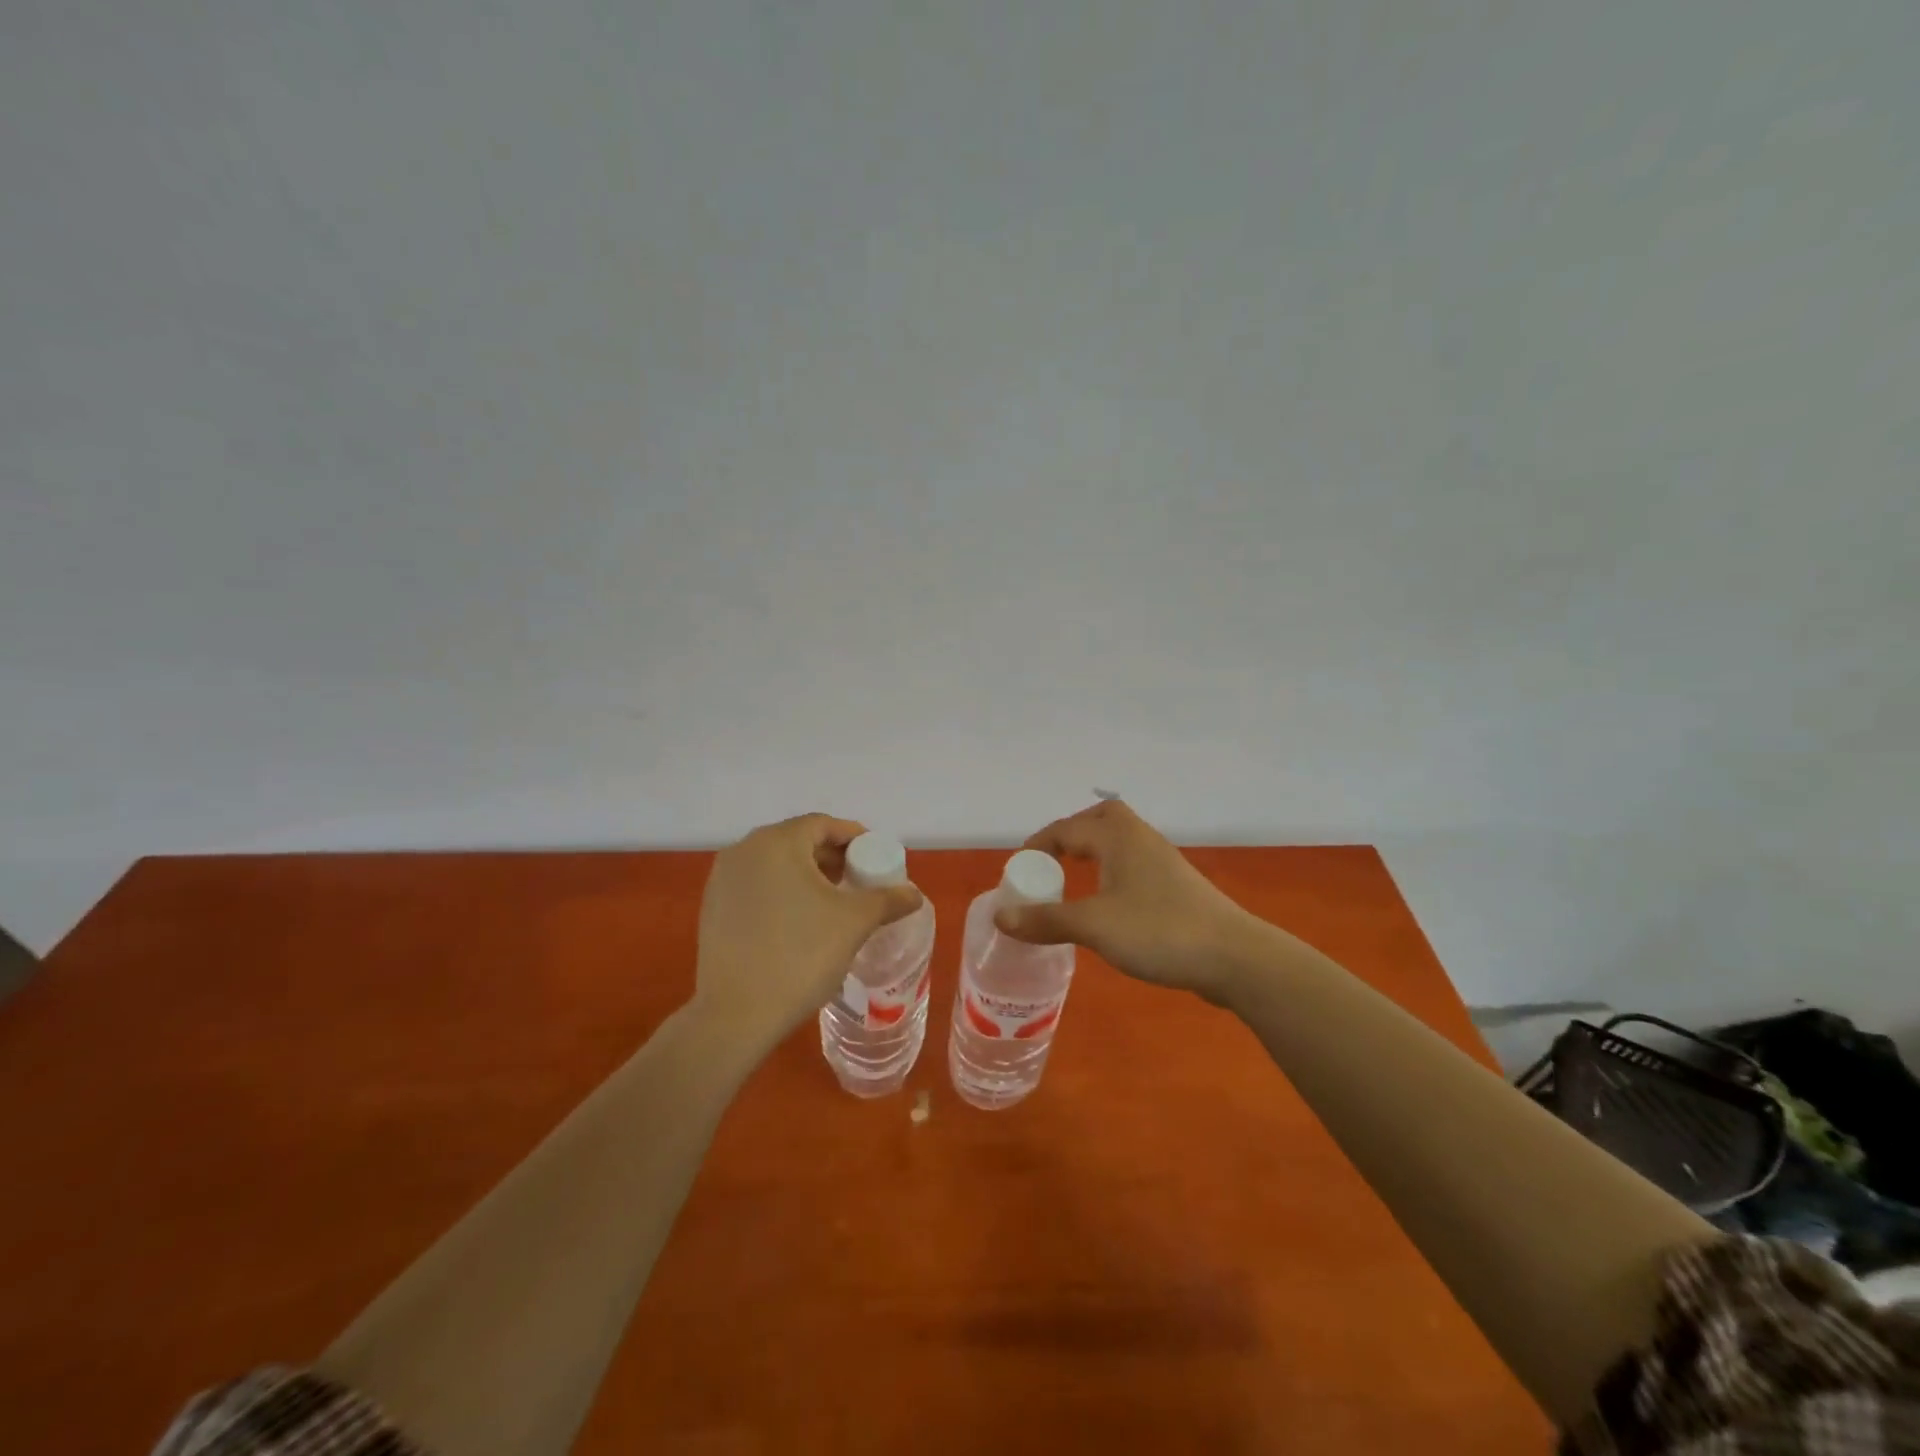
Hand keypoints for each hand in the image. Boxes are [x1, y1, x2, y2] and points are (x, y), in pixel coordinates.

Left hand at [693, 813, 922, 1049]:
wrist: (736, 1015)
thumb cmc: (800, 955)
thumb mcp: (854, 923)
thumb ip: (887, 900)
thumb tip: (913, 894)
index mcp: (777, 842)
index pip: (823, 825)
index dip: (854, 838)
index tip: (875, 859)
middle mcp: (744, 850)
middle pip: (798, 841)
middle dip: (832, 858)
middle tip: (859, 881)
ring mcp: (723, 880)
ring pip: (775, 865)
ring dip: (807, 876)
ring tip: (834, 903)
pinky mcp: (713, 909)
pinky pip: (757, 886)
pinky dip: (782, 893)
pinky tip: (800, 923)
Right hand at [997, 800, 1272, 1002]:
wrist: (1234, 957)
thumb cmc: (1159, 931)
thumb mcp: (1093, 926)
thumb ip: (1046, 919)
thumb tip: (1000, 916)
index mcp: (1118, 836)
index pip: (1065, 828)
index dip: (1036, 847)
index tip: (1018, 874)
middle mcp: (1140, 838)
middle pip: (1098, 819)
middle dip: (1069, 836)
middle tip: (1049, 865)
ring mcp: (1162, 862)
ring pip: (1118, 843)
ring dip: (1092, 855)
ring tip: (1071, 885)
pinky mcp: (1176, 887)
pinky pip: (1132, 866)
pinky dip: (1111, 874)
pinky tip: (1107, 906)